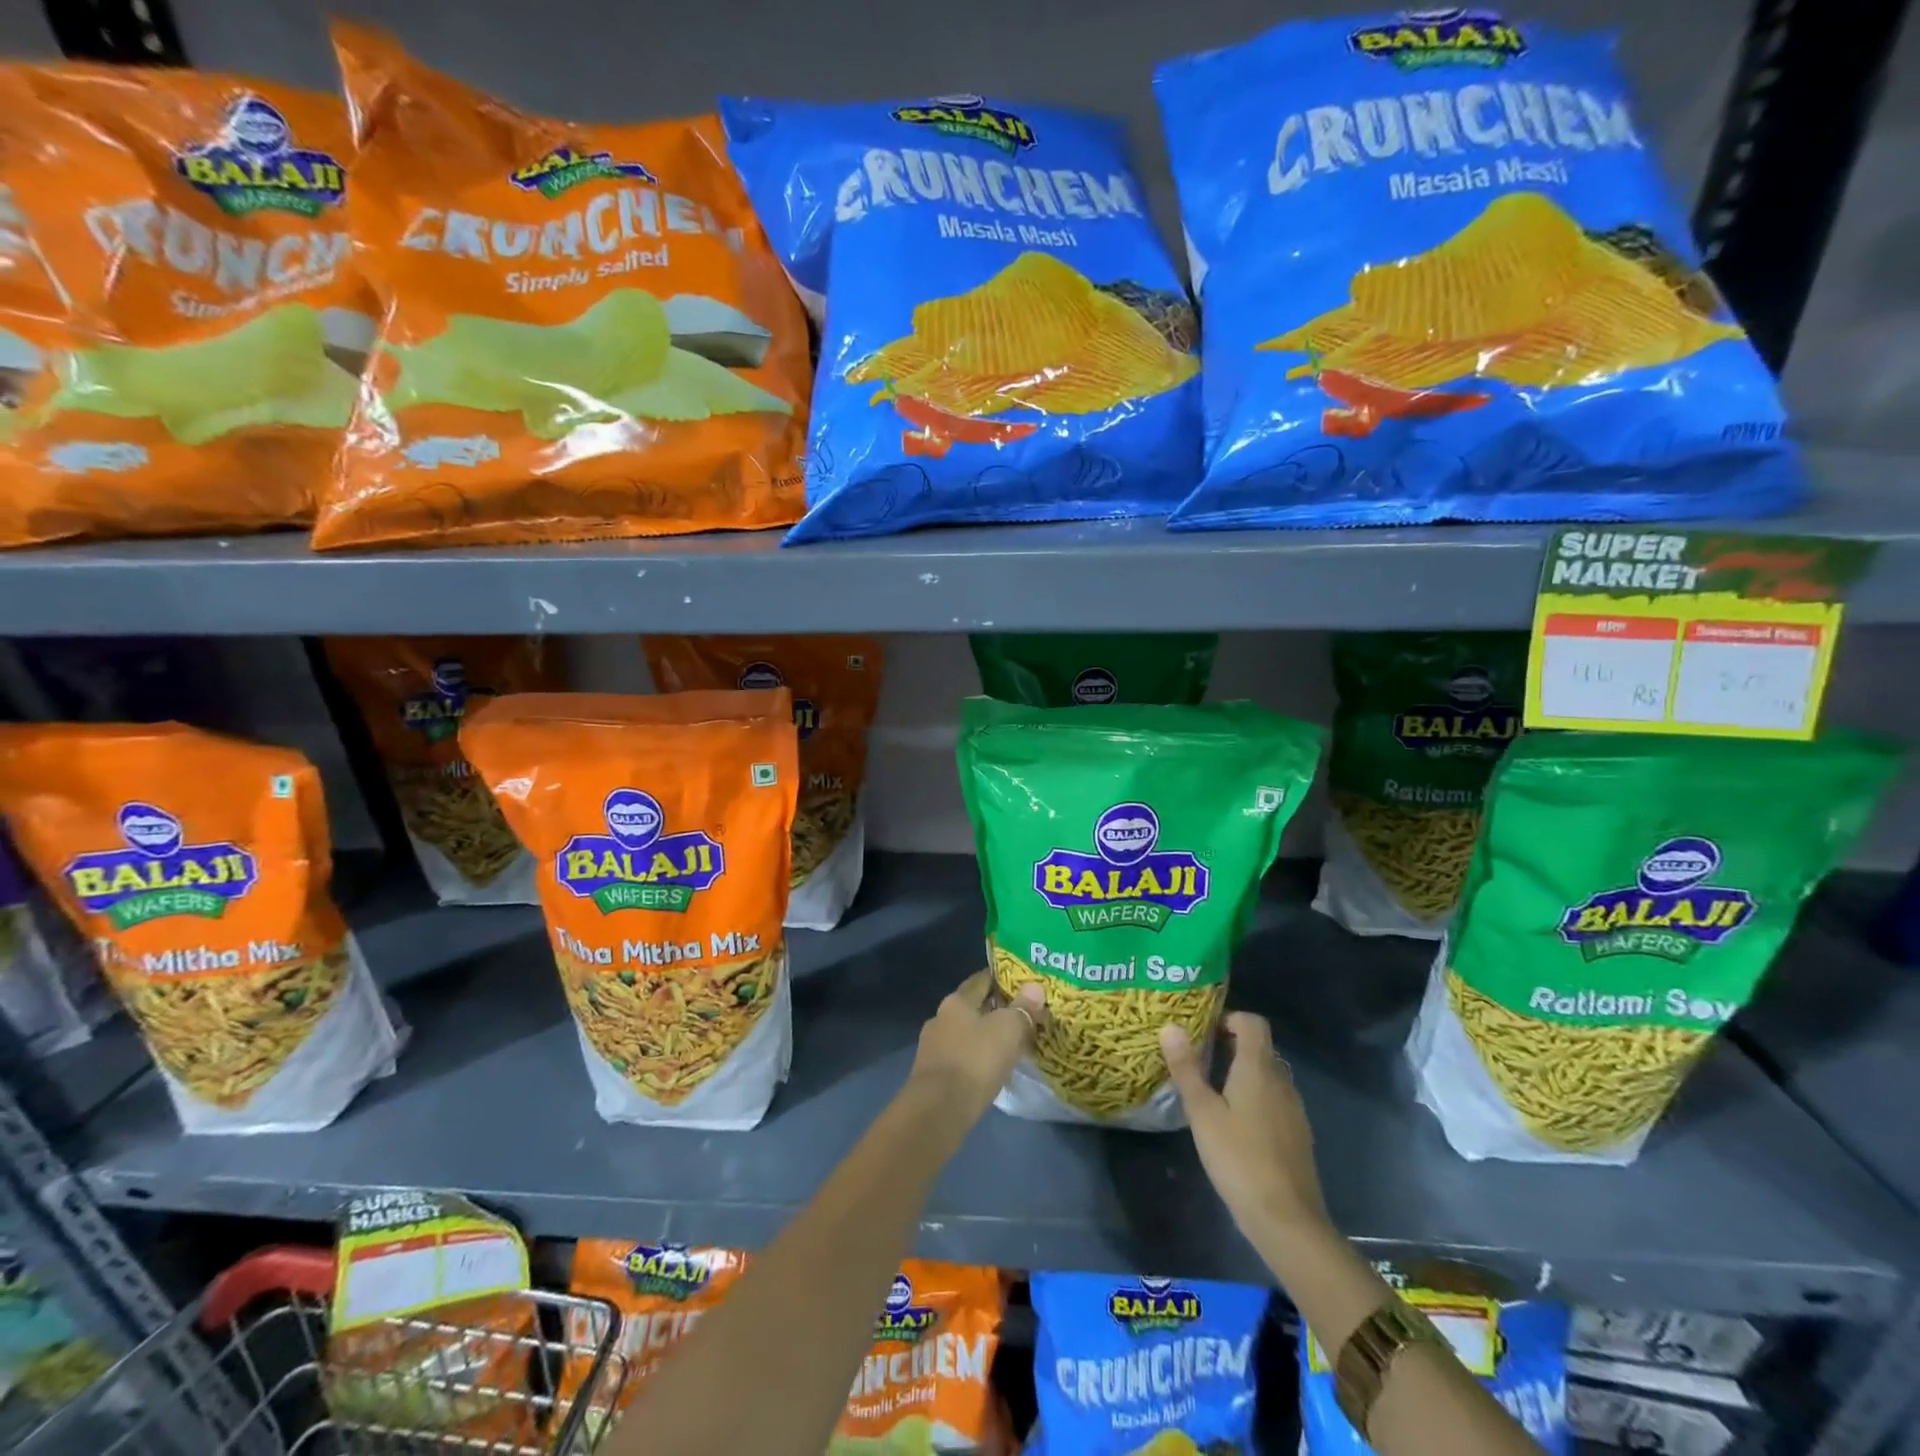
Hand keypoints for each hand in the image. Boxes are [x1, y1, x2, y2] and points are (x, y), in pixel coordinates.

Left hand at [909, 969, 1047, 1121]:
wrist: (938, 1110)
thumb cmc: (975, 1060)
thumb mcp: (1008, 1030)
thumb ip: (1023, 1008)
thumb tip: (1035, 987)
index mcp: (956, 1001)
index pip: (981, 980)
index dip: (1001, 979)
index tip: (1022, 983)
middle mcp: (940, 1018)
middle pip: (972, 1008)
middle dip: (995, 1011)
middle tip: (1022, 1017)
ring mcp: (933, 1047)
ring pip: (966, 1035)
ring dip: (985, 1038)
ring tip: (1010, 1046)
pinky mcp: (932, 1075)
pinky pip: (961, 1059)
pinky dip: (976, 1060)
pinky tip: (991, 1071)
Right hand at [1161, 1012, 1331, 1249]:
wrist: (1287, 1220)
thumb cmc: (1239, 1159)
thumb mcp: (1202, 1112)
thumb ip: (1186, 1068)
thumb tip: (1170, 1026)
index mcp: (1258, 1068)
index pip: (1253, 1022)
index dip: (1228, 1018)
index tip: (1202, 1032)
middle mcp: (1280, 1081)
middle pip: (1259, 1047)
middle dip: (1229, 1045)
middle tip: (1197, 1058)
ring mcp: (1293, 1109)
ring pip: (1267, 1074)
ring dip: (1241, 1072)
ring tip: (1210, 1089)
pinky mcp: (1297, 1134)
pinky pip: (1273, 1099)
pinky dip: (1254, 1097)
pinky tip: (1233, 1123)